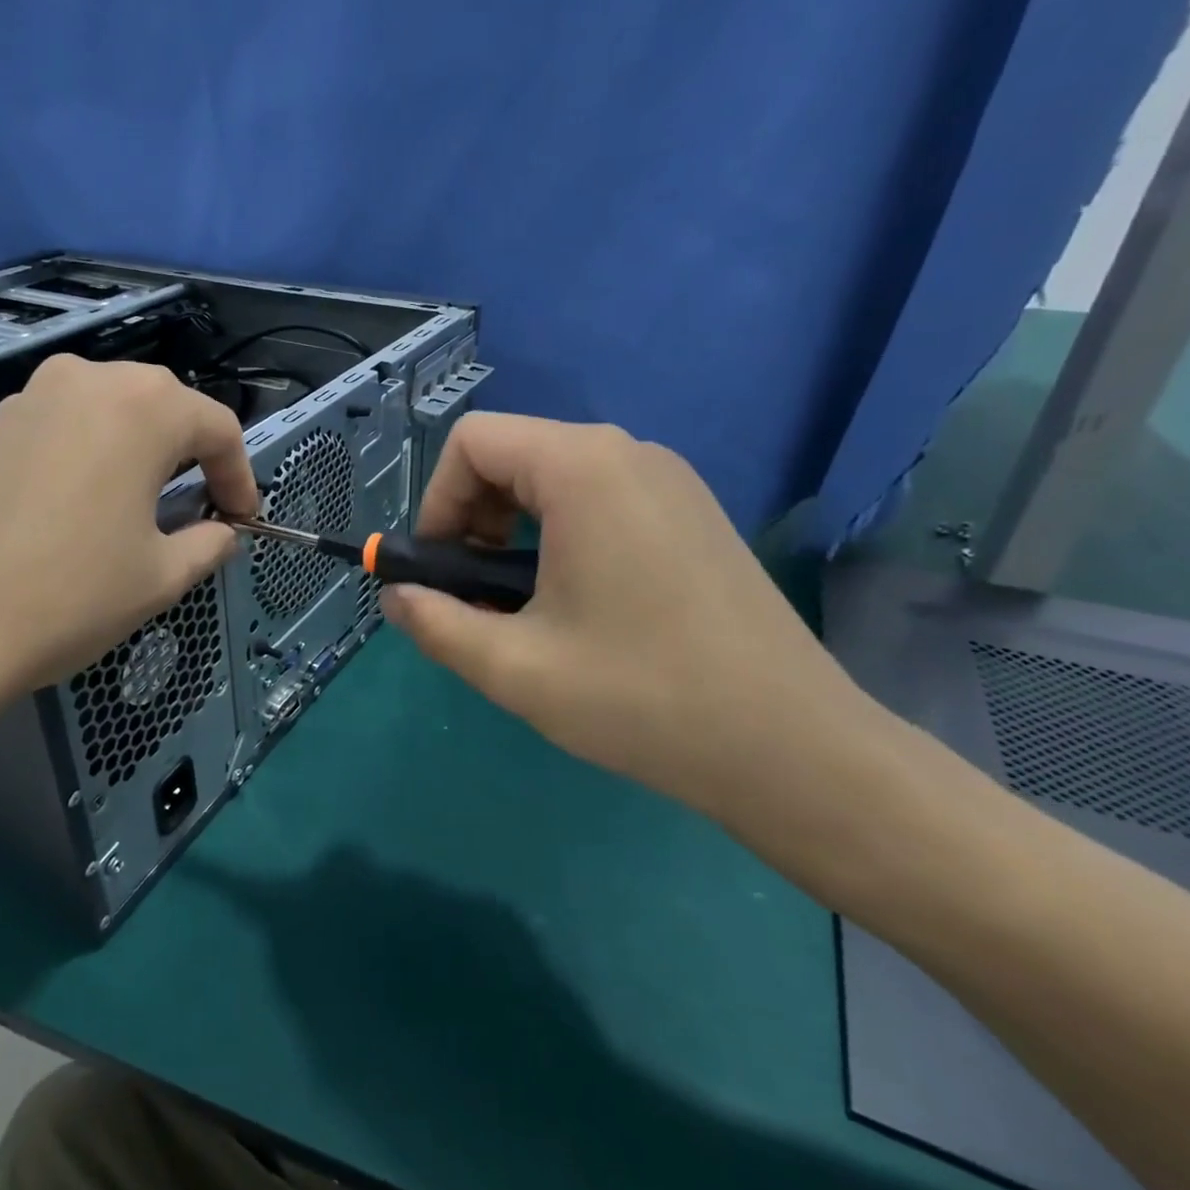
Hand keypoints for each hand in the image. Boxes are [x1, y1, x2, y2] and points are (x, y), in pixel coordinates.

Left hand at [0, 356, 257, 766]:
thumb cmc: (69, 594)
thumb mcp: (160, 577)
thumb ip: (207, 545)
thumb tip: (222, 533)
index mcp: (143, 407)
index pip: (217, 427)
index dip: (240, 475)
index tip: (242, 518)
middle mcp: (87, 382)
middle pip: (162, 406)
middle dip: (191, 453)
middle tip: (198, 504)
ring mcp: (28, 398)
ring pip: (107, 412)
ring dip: (136, 451)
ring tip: (139, 504)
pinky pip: (60, 429)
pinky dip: (86, 457)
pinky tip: (76, 508)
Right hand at [380, 413, 882, 821]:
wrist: (793, 749)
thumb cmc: (642, 698)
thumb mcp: (513, 668)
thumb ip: (435, 623)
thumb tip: (395, 595)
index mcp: (582, 469)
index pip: (473, 441)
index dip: (437, 500)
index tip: (440, 569)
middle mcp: (629, 452)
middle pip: (513, 453)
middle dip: (472, 516)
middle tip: (475, 592)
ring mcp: (670, 480)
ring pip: (555, 476)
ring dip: (513, 529)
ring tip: (522, 603)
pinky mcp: (692, 512)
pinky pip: (600, 496)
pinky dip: (560, 532)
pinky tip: (577, 601)